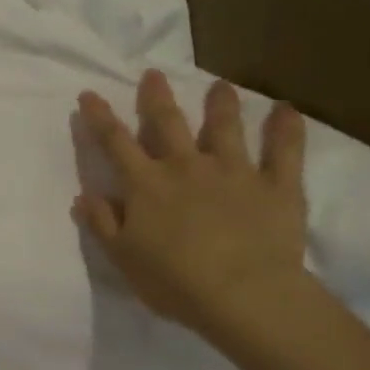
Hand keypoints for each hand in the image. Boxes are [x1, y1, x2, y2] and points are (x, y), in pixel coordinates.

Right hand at [73, 70, 308, 339]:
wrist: (243, 295)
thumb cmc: (174, 281)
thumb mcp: (123, 257)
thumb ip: (103, 223)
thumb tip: (83, 195)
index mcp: (146, 185)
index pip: (115, 143)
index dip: (100, 118)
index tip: (89, 94)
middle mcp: (187, 167)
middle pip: (168, 123)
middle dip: (157, 97)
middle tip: (153, 74)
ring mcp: (234, 172)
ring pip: (225, 128)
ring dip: (220, 104)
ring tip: (220, 86)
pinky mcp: (276, 185)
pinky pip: (284, 151)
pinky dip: (286, 129)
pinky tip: (286, 110)